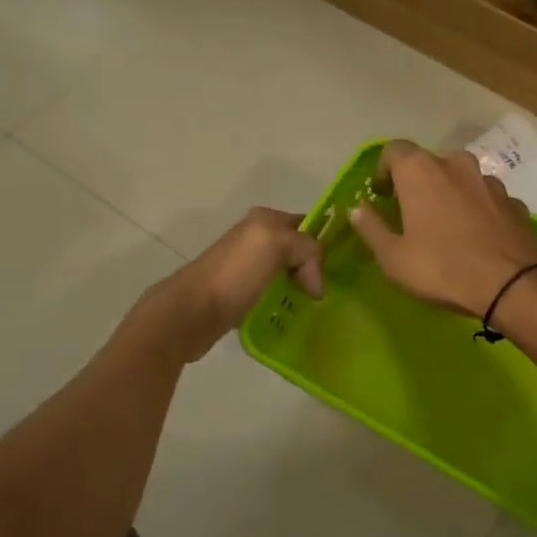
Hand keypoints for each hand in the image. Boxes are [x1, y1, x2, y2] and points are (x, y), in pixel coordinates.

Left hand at [148, 207, 322, 360]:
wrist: (192, 312)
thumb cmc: (235, 274)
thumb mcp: (277, 244)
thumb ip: (308, 249)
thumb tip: (316, 285)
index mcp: (264, 219)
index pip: (308, 224)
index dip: (327, 242)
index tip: (344, 268)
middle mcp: (256, 239)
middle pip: (300, 251)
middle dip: (317, 268)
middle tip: (332, 291)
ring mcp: (248, 268)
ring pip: (290, 274)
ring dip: (303, 289)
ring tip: (318, 307)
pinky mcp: (243, 295)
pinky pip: (276, 295)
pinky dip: (288, 304)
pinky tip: (296, 316)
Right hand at [350, 140, 536, 316]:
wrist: (512, 285)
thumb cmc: (442, 269)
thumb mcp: (393, 257)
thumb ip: (371, 227)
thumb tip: (357, 209)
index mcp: (421, 170)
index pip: (394, 150)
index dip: (384, 171)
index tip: (382, 196)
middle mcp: (457, 164)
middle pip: (429, 162)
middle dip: (417, 182)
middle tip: (411, 212)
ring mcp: (490, 181)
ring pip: (462, 178)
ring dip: (450, 193)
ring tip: (447, 226)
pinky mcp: (514, 201)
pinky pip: (486, 198)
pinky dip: (477, 209)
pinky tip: (476, 237)